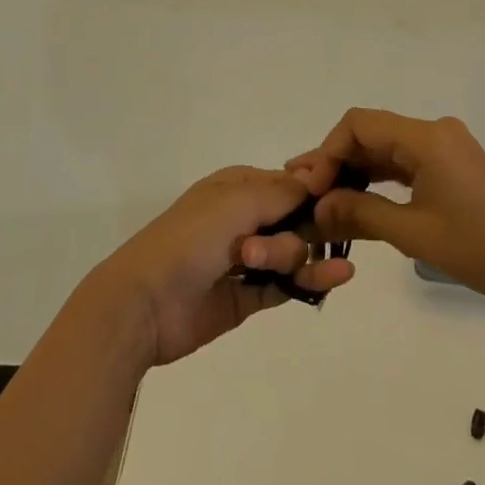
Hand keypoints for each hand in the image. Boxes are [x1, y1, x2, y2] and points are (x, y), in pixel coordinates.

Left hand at [92, 166, 354, 366]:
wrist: (146, 302)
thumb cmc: (191, 238)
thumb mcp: (237, 202)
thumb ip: (282, 193)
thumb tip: (319, 181)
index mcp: (238, 186)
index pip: (289, 183)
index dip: (315, 192)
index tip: (338, 201)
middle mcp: (244, 217)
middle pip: (295, 219)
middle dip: (304, 230)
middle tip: (281, 247)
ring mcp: (246, 258)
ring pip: (294, 252)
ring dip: (306, 257)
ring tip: (307, 271)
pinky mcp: (248, 296)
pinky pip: (287, 284)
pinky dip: (311, 281)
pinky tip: (337, 277)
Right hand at [289, 110, 484, 315]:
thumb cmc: (476, 249)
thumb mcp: (412, 232)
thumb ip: (360, 212)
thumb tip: (317, 208)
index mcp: (426, 137)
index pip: (360, 124)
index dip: (328, 150)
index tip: (311, 186)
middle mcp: (434, 131)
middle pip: (371, 132)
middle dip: (337, 160)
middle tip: (306, 192)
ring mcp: (444, 146)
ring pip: (386, 147)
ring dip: (355, 169)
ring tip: (323, 197)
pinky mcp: (450, 164)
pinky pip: (404, 160)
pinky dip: (379, 177)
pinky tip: (356, 197)